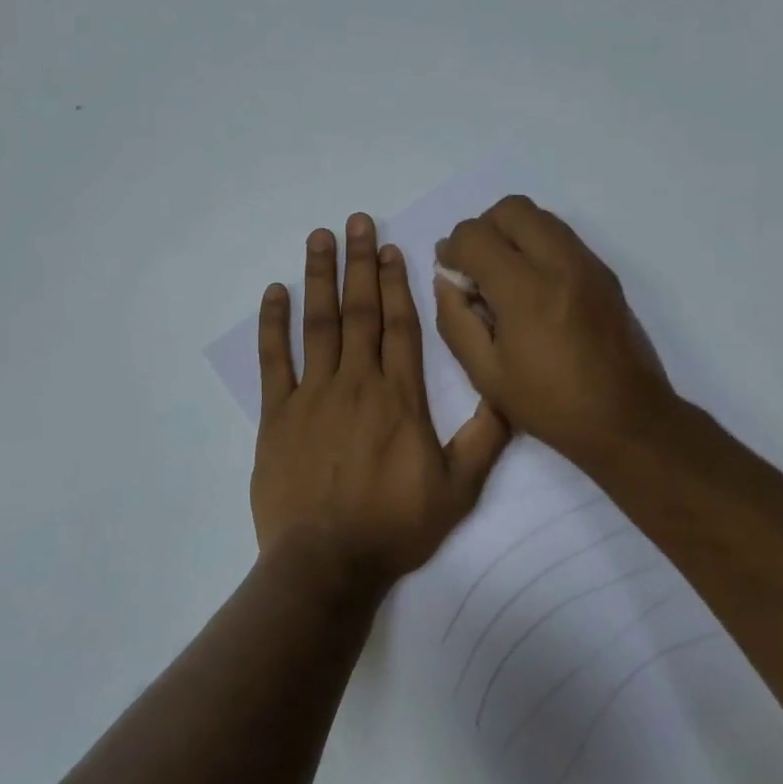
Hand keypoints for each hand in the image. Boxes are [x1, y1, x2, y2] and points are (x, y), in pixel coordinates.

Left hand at [251, 214, 510, 589]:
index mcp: (399, 397)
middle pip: (360, 311)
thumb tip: (508, 393)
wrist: (327, 562)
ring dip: (319, 278)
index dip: (397, 283)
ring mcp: (312, 396)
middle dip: (359, 263)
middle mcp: (356, 383)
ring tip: (319, 238)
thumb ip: (484, 438)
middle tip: (355, 221)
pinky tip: (275, 293)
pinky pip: (274, 360)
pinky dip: (273, 324)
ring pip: (318, 324)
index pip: (400, 326)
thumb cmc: (394, 526)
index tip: (391, 248)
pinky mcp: (277, 415)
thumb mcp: (458, 489)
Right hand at [434, 195, 675, 471]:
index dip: (452, 249)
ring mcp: (588, 264)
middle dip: (483, 230)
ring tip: (505, 277)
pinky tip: (534, 289)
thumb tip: (447, 281)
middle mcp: (559, 263)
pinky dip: (538, 246)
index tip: (451, 275)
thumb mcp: (486, 374)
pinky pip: (562, 236)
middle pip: (510, 209)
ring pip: (540, 216)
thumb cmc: (550, 404)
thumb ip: (455, 320)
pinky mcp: (605, 273)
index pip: (475, 235)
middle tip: (477, 269)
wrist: (627, 419)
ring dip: (512, 234)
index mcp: (525, 290)